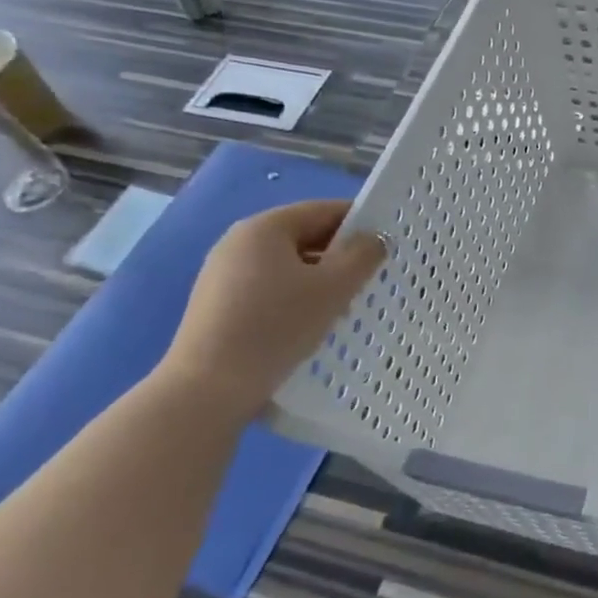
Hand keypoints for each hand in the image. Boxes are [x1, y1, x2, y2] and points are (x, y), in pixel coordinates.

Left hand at [162, 200, 384, 417]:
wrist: (209, 388)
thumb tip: (375, 239)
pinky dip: (296, 296)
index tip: (387, 243)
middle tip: (373, 276)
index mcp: (264, 227)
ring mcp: (224, 273)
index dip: (360, 221)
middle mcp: (239, 242)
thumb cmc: (277, 326)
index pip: (323, 210)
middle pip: (304, 235)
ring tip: (346, 303)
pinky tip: (311, 322)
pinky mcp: (219, 304)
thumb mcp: (333, 288)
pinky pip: (269, 287)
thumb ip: (361, 256)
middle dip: (340, 253)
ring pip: (287, 264)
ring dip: (320, 277)